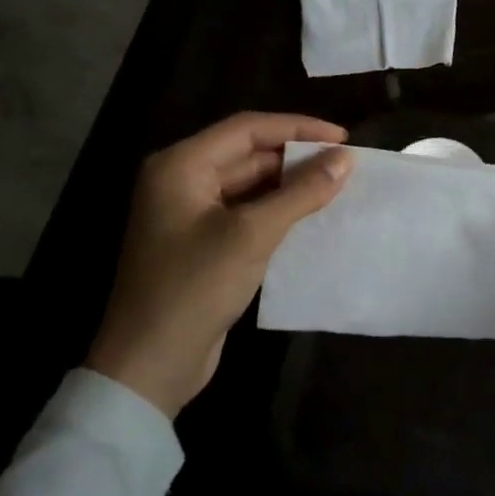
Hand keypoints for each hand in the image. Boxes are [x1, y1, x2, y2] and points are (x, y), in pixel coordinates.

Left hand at [87, 112, 351, 416]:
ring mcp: (190, 213)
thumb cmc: (194, 288)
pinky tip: (312, 215)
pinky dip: (278, 209)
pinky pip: (247, 211)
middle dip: (296, 157)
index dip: (298, 128)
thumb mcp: (252, 235)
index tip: (342, 138)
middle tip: (345, 164)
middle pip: (248, 153)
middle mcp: (182, 180)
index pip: (248, 129)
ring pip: (250, 184)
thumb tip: (345, 159)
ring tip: (337, 186)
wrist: (149, 367)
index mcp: (181, 165)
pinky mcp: (202, 242)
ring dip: (291, 184)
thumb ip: (301, 193)